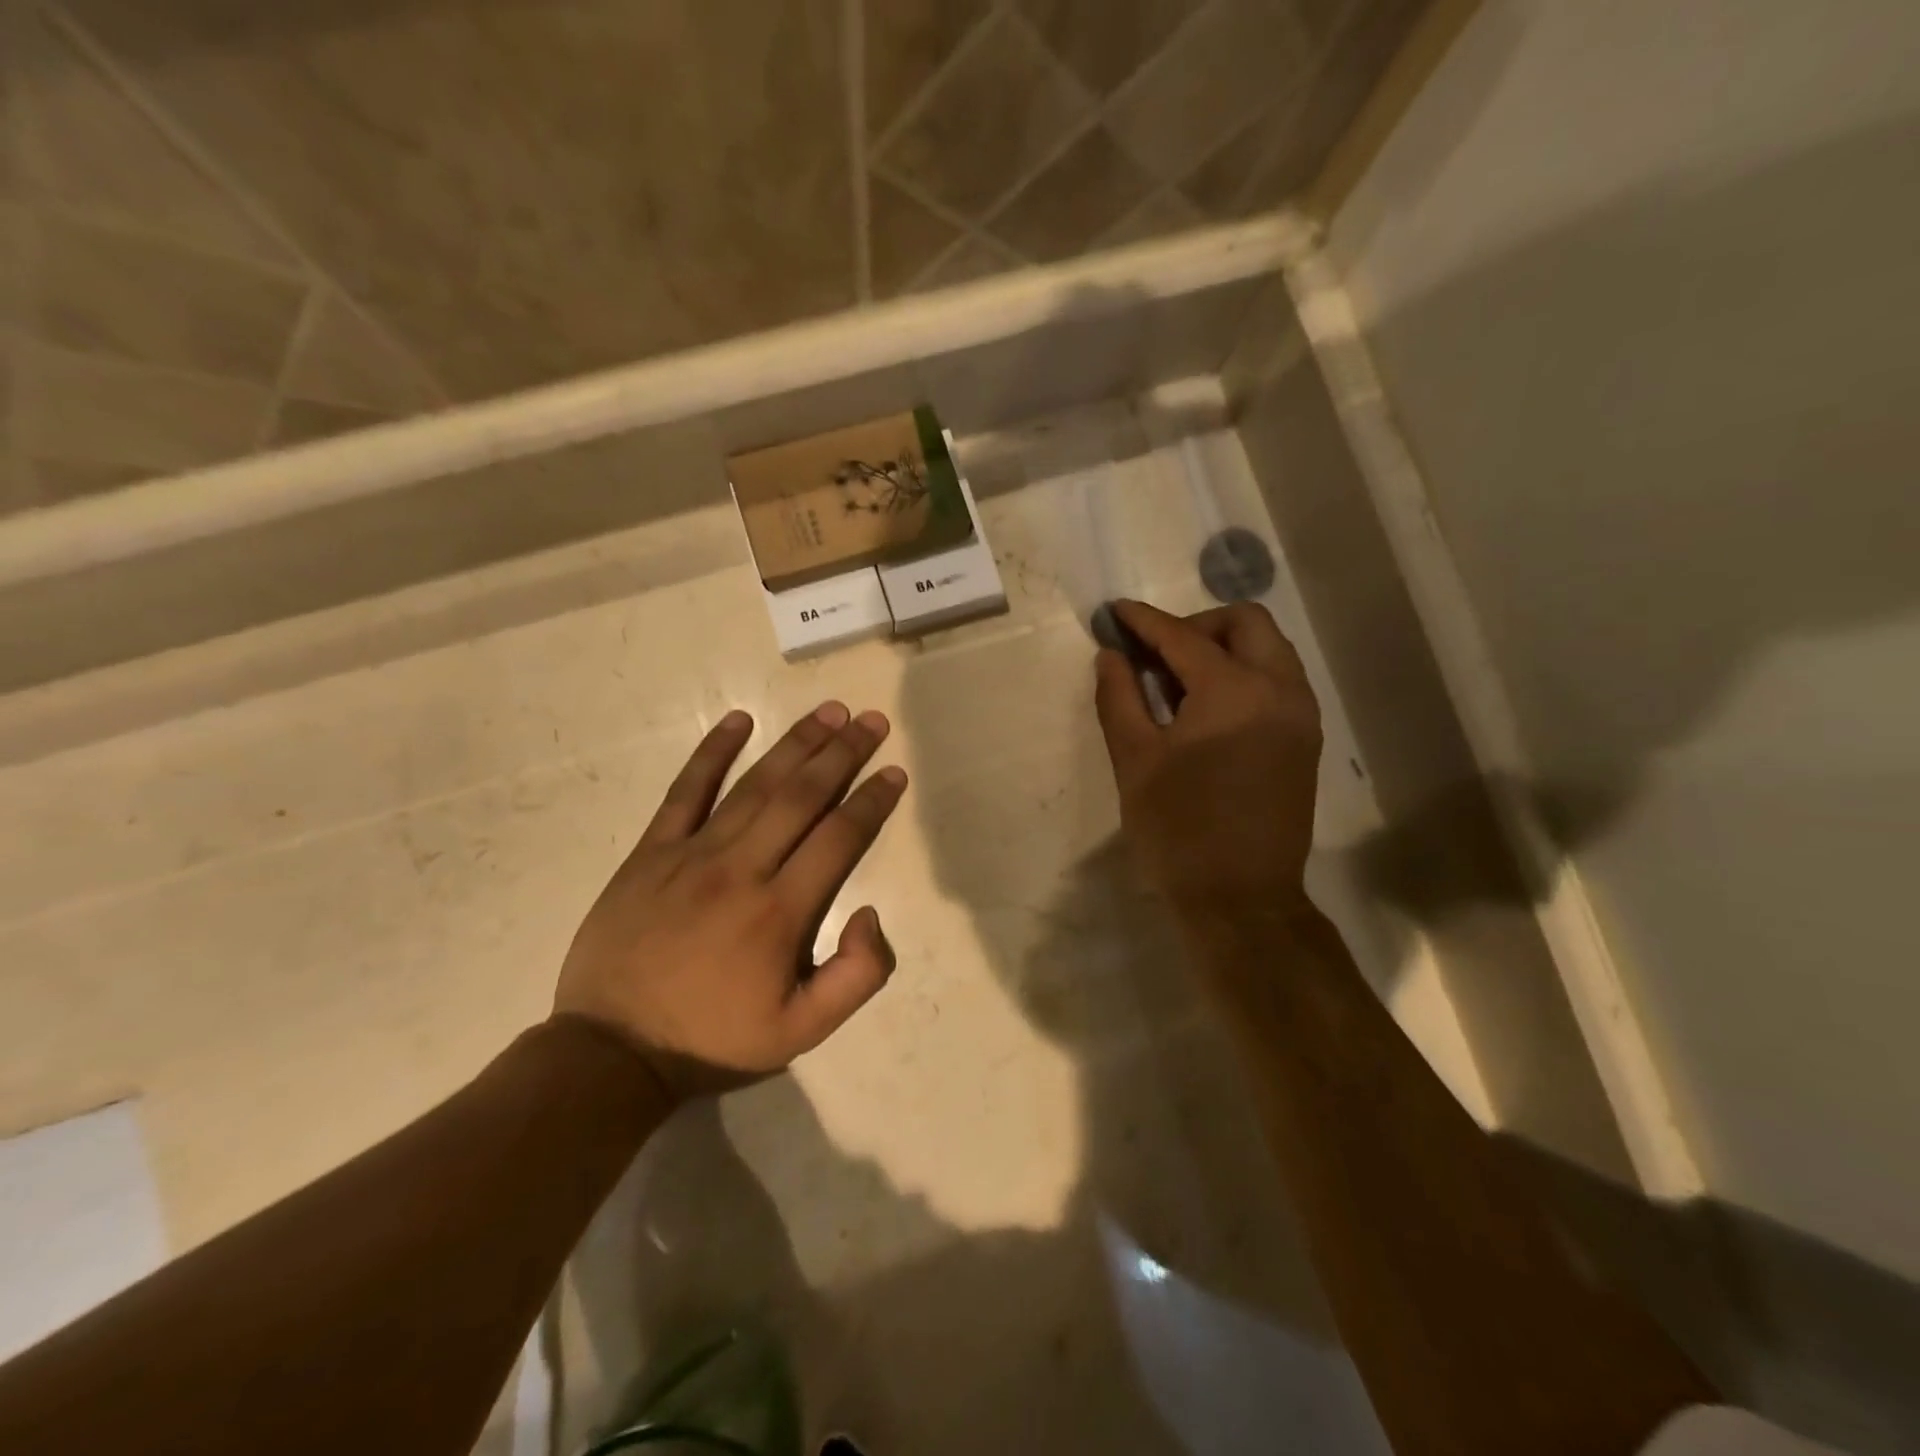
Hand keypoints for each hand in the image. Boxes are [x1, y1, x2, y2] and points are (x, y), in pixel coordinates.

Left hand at [554, 703, 908, 1101]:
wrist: (612, 1053)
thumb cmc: (715, 1041)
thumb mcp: (802, 1032)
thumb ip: (857, 977)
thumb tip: (870, 912)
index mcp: (781, 912)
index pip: (839, 837)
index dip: (872, 801)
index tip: (894, 772)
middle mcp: (741, 869)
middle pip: (802, 796)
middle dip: (843, 753)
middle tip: (871, 720)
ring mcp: (691, 854)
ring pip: (755, 785)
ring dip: (796, 743)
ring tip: (828, 711)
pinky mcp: (651, 852)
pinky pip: (685, 791)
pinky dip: (711, 752)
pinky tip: (738, 720)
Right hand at [1094, 600, 1322, 931]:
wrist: (1241, 898)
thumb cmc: (1178, 829)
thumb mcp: (1134, 760)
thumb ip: (1119, 697)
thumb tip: (1111, 655)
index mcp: (1233, 691)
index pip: (1183, 636)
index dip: (1144, 621)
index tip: (1115, 612)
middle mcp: (1279, 689)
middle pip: (1245, 623)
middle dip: (1196, 625)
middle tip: (1156, 653)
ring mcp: (1301, 714)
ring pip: (1270, 648)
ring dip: (1225, 646)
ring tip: (1180, 679)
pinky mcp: (1306, 739)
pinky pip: (1279, 679)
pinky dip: (1245, 673)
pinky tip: (1209, 706)